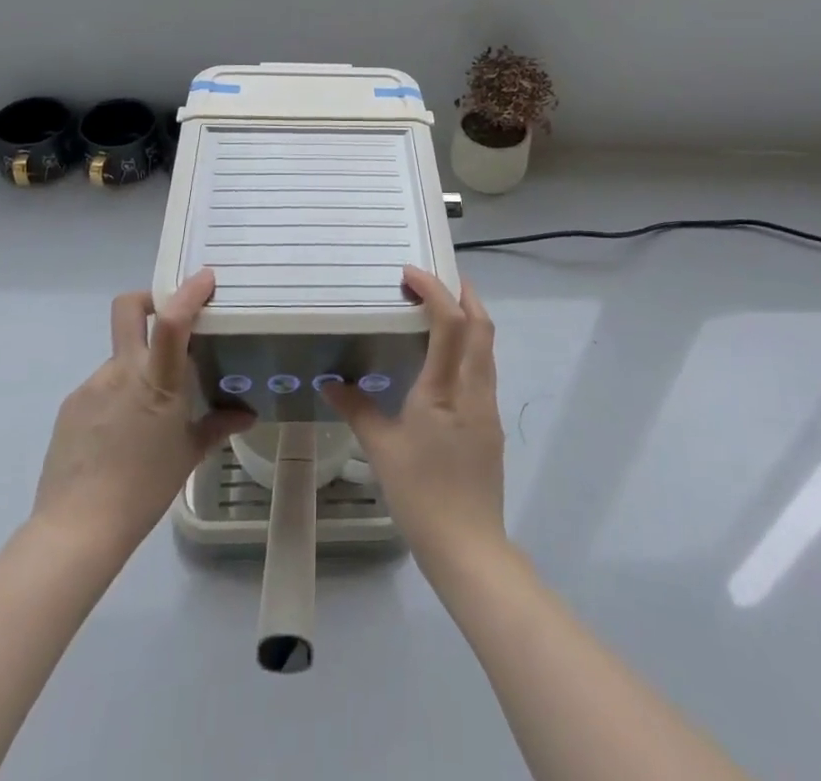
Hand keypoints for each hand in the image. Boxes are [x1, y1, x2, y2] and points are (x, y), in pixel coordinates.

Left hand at [31, 269, 253, 559]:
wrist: (76, 528)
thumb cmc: (143, 489)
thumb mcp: (187, 456)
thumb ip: (217, 426)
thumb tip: (246, 414)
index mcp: (155, 382)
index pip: (171, 322)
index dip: (188, 293)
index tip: (205, 278)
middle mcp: (121, 372)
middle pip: (127, 309)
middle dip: (148, 299)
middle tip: (167, 316)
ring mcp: (91, 386)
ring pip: (120, 357)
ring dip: (137, 368)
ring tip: (148, 413)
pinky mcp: (71, 405)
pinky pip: (102, 387)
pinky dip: (117, 396)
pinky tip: (121, 434)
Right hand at [322, 266, 505, 570]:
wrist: (468, 547)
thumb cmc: (421, 494)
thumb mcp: (381, 450)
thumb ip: (357, 410)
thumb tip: (329, 383)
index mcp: (444, 389)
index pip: (451, 322)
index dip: (435, 290)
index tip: (410, 273)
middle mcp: (473, 389)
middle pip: (482, 326)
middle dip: (464, 294)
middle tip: (438, 279)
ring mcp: (487, 407)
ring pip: (487, 348)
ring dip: (471, 320)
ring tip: (442, 310)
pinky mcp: (491, 425)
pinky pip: (484, 370)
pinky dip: (470, 348)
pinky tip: (446, 361)